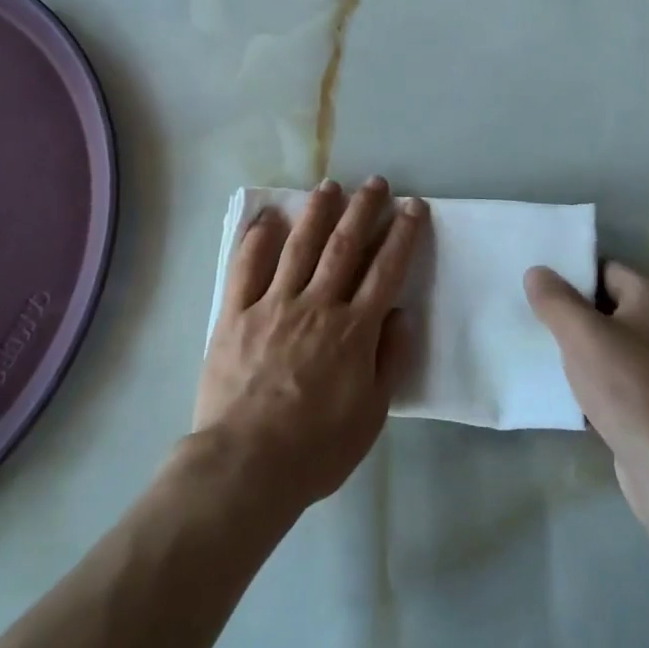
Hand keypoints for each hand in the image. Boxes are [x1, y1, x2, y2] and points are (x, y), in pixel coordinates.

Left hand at [195, 177, 424, 511]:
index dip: (402, 234)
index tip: (412, 206)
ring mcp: (273, 305)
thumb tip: (401, 312)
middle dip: (363, 210)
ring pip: (300, 246)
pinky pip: (246, 267)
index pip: (385, 270)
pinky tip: (268, 218)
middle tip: (376, 182)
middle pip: (345, 246)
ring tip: (330, 185)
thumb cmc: (316, 449)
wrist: (246, 465)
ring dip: (318, 212)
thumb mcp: (371, 414)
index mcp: (353, 330)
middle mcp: (316, 305)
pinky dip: (257, 239)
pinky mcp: (236, 313)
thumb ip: (389, 360)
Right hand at [525, 262, 648, 519]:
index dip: (573, 280)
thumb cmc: (628, 388)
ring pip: (624, 345)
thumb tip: (538, 272)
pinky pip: (635, 378)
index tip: (544, 297)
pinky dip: (611, 382)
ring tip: (560, 364)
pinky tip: (587, 398)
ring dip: (594, 352)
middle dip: (581, 318)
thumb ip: (555, 298)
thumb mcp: (580, 335)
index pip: (606, 269)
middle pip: (616, 307)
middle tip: (546, 329)